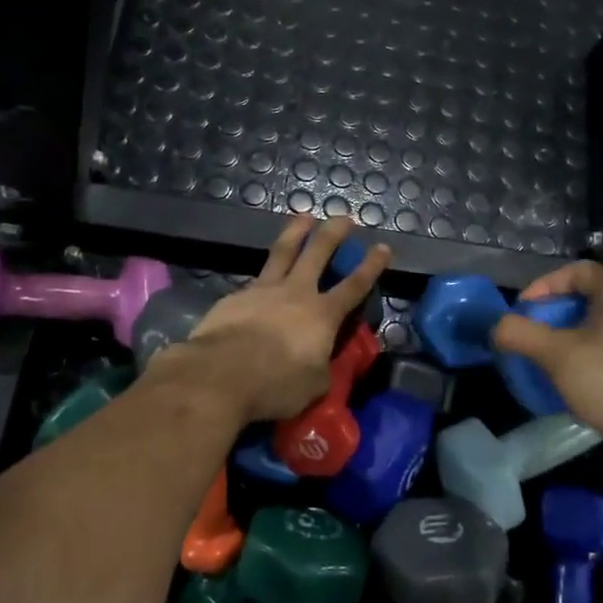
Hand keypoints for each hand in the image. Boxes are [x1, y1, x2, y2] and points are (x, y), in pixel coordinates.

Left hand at [154, 216, 389, 422]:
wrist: (220, 374)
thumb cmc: (275, 384)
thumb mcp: (313, 385)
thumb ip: (320, 367)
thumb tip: (319, 362)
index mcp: (322, 315)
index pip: (354, 286)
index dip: (371, 266)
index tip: (382, 247)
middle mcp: (296, 293)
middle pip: (318, 252)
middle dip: (334, 233)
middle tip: (344, 217)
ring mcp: (263, 290)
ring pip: (283, 251)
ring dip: (296, 231)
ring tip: (304, 216)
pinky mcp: (235, 296)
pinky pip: (255, 279)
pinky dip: (263, 274)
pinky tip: (260, 280)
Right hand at [491, 260, 602, 448]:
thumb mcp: (555, 354)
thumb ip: (519, 333)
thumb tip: (496, 326)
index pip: (580, 271)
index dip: (546, 283)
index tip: (525, 308)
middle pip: (592, 300)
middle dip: (557, 315)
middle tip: (534, 336)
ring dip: (574, 340)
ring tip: (551, 361)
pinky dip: (593, 361)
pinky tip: (578, 385)